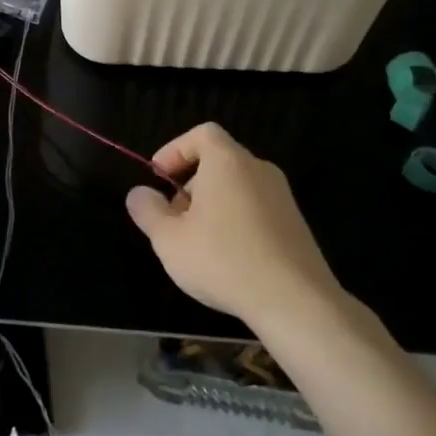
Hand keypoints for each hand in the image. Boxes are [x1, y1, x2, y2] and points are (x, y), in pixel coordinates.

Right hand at [125, 123, 345, 328]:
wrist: (295, 301)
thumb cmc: (223, 260)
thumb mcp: (169, 239)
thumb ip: (148, 211)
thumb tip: (139, 193)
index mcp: (228, 162)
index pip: (202, 134)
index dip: (175, 150)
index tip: (158, 178)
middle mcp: (258, 170)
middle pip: (218, 161)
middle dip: (189, 184)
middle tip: (172, 219)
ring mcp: (282, 197)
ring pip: (237, 187)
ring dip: (211, 205)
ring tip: (196, 243)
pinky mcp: (295, 224)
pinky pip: (256, 208)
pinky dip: (235, 220)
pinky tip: (227, 258)